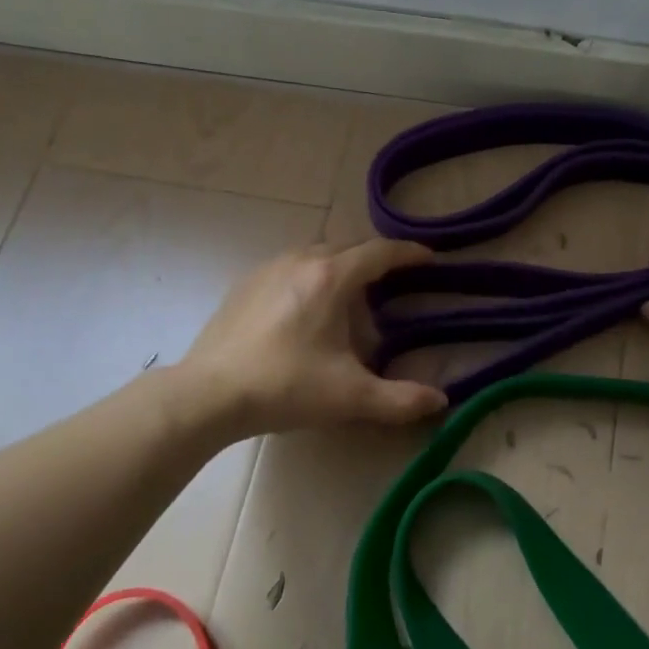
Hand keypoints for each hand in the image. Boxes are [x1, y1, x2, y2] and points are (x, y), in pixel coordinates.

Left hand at [179, 239, 447, 438]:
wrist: (208, 394)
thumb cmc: (286, 387)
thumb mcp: (351, 397)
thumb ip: (401, 399)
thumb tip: (440, 401)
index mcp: (331, 278)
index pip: (380, 252)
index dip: (408, 253)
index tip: (428, 258)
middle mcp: (300, 261)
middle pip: (348, 248)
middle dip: (374, 262)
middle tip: (391, 287)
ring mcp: (268, 269)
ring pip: (316, 255)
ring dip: (339, 269)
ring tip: (347, 304)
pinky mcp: (244, 285)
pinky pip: (289, 268)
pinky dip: (309, 278)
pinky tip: (305, 313)